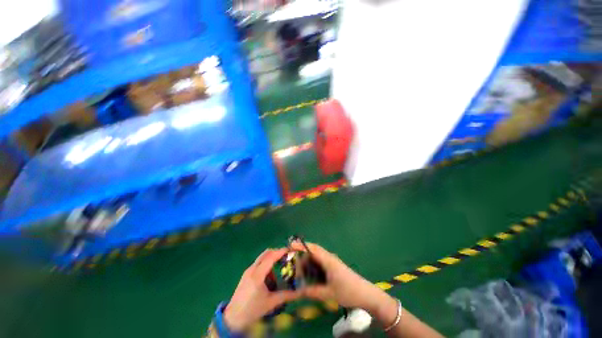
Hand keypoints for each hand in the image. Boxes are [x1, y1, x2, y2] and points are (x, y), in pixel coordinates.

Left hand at [223, 248, 301, 331]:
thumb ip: (286, 295)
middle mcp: (252, 269)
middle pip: (266, 253)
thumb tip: (300, 292)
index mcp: (257, 275)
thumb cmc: (252, 310)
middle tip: (287, 256)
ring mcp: (248, 271)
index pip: (271, 257)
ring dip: (271, 260)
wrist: (233, 319)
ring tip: (279, 270)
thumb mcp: (271, 303)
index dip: (281, 252)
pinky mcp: (246, 274)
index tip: (290, 250)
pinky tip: (269, 278)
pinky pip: (258, 264)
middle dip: (277, 253)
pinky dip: (266, 266)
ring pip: (262, 258)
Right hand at [290, 242, 396, 315]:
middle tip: (291, 262)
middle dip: (301, 254)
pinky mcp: (333, 267)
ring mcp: (331, 262)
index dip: (301, 245)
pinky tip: (308, 275)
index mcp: (328, 260)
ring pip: (316, 257)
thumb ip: (312, 292)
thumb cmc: (348, 291)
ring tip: (297, 270)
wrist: (366, 294)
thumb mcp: (329, 293)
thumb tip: (297, 292)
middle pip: (313, 251)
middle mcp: (329, 257)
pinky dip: (312, 266)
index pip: (312, 248)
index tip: (290, 246)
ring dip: (307, 261)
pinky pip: (320, 263)